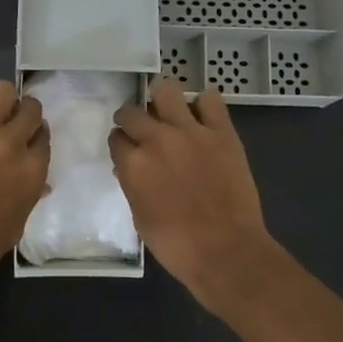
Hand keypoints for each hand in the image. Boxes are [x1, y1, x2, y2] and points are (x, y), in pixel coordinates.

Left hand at [0, 81, 50, 280]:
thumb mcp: (17, 224)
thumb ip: (29, 196)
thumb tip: (38, 183)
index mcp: (33, 171)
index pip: (44, 137)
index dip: (36, 136)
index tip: (28, 140)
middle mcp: (12, 144)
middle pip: (30, 109)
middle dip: (24, 113)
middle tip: (11, 123)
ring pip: (2, 91)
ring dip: (1, 100)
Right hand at [108, 77, 279, 307]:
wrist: (226, 251)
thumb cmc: (176, 245)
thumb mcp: (140, 217)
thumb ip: (133, 185)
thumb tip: (132, 169)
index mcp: (133, 164)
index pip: (116, 138)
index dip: (120, 143)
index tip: (126, 148)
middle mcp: (157, 140)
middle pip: (132, 112)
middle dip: (132, 119)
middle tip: (142, 130)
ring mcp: (191, 132)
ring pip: (167, 90)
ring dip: (163, 100)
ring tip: (169, 113)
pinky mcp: (222, 132)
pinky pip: (211, 99)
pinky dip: (203, 104)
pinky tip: (203, 118)